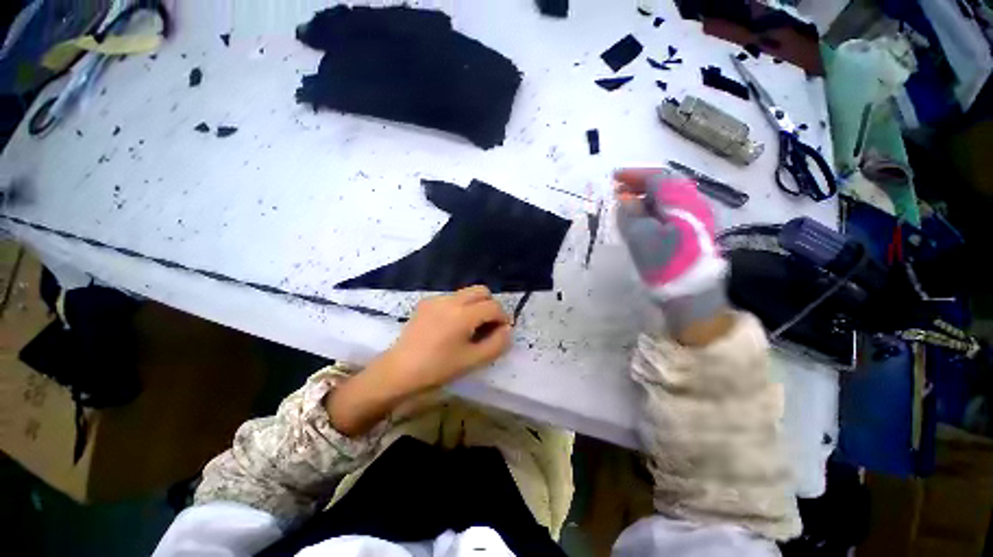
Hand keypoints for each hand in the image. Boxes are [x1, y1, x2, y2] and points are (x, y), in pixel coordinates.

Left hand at [328, 286, 511, 435]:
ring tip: (470, 327)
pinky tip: (452, 326)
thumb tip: (507, 329)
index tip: (501, 332)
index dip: (502, 318)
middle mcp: (451, 300)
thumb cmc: (437, 368)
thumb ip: (497, 343)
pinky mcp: (426, 303)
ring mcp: (437, 299)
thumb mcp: (473, 360)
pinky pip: (452, 298)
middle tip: (488, 326)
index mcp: (463, 314)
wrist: (398, 371)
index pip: (493, 306)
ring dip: (476, 305)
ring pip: (467, 293)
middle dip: (490, 306)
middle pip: (481, 291)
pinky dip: (461, 307)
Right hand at [615, 168, 730, 340]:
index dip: (634, 174)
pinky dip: (653, 210)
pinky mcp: (693, 231)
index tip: (613, 178)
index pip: (657, 176)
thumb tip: (623, 198)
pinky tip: (641, 220)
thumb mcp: (640, 237)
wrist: (693, 295)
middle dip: (639, 184)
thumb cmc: (664, 264)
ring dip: (645, 197)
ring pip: (667, 198)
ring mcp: (695, 218)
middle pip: (664, 184)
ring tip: (625, 205)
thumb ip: (630, 214)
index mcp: (680, 201)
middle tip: (617, 191)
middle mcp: (692, 203)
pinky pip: (670, 211)